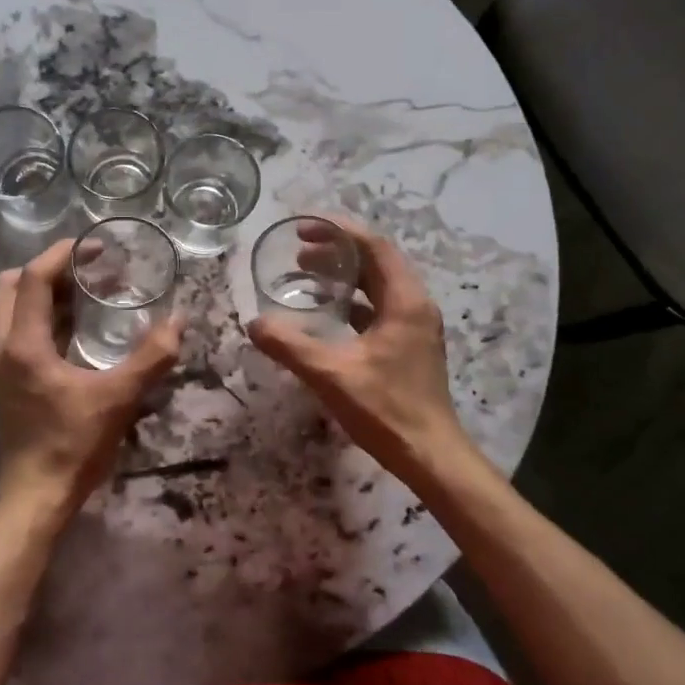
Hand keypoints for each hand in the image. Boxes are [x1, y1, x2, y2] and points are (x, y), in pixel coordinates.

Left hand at [0, 237, 181, 521]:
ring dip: (46, 291)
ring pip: (13, 308)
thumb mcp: (118, 398)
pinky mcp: (8, 380)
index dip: (63, 254)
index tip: (96, 246)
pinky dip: (44, 316)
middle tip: (89, 268)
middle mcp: (3, 347)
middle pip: (12, 285)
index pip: (33, 278)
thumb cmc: (73, 445)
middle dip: (49, 268)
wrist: (36, 498)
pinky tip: (78, 328)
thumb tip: (178, 320)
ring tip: (89, 291)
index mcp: (23, 344)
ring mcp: (1, 365)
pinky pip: (20, 330)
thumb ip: (151, 357)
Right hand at [246, 217, 470, 484]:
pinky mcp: (408, 344)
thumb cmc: (386, 409)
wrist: (430, 455)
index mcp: (404, 301)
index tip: (303, 228)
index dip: (338, 231)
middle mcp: (414, 304)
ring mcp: (414, 325)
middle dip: (336, 251)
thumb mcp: (332, 374)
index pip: (373, 246)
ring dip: (342, 275)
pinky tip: (323, 313)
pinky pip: (377, 307)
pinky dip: (350, 301)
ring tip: (304, 275)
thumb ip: (290, 346)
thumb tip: (254, 324)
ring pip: (376, 285)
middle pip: (375, 261)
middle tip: (296, 252)